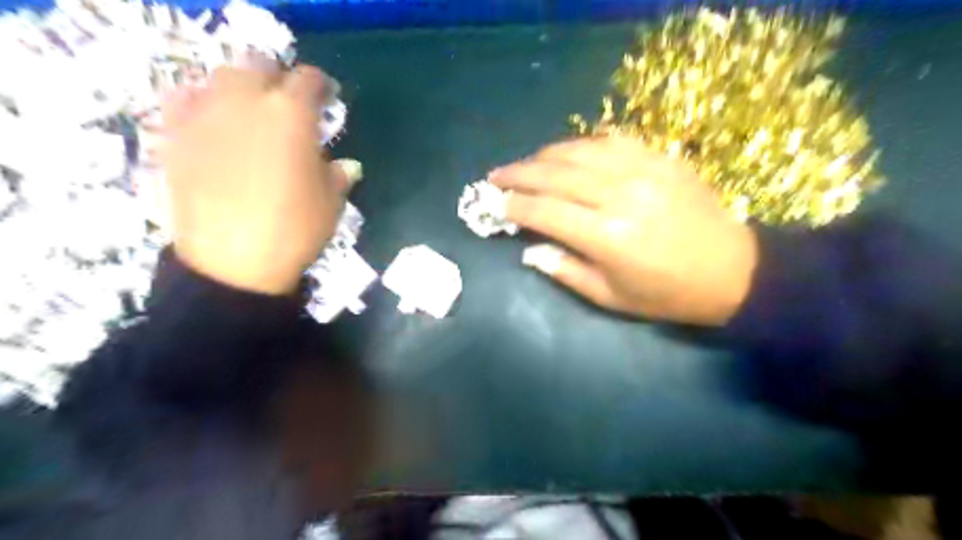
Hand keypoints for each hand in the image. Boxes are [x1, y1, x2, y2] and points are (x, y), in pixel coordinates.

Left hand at [158, 58, 351, 295]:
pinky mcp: (176, 136)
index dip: (321, 86)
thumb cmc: (294, 230)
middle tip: (288, 104)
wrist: (233, 264)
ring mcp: (205, 115)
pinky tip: (212, 124)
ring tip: (250, 113)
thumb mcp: (330, 203)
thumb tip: (348, 166)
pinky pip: (184, 101)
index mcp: (291, 115)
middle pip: (259, 65)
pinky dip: (201, 104)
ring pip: (221, 78)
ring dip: (240, 88)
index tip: (327, 98)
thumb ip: (338, 175)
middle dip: (277, 79)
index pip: (308, 80)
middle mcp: (246, 102)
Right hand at [490, 137, 759, 327]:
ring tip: (525, 163)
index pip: (545, 211)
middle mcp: (620, 195)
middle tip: (496, 174)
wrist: (732, 270)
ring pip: (580, 151)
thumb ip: (565, 271)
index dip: (515, 204)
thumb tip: (530, 251)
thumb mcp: (611, 297)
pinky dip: (582, 144)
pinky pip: (612, 140)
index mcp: (607, 236)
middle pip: (556, 174)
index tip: (494, 202)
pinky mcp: (661, 158)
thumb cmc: (666, 294)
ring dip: (545, 155)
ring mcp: (643, 170)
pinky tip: (568, 152)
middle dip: (519, 173)